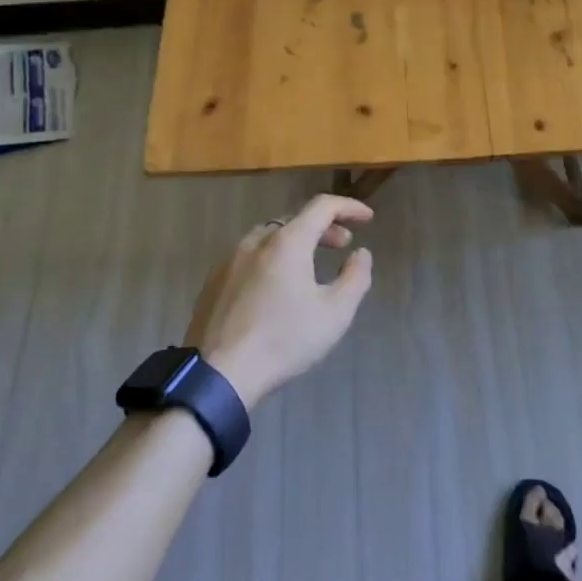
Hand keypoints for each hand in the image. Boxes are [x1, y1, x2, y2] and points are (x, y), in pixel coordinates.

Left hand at [183, 194, 375, 409]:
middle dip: (324, 227)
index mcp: (286, 242)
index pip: (322, 206)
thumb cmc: (284, 340)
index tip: (367, 218)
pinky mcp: (214, 281)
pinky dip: (272, 258)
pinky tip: (276, 285)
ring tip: (311, 264)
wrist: (219, 374)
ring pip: (269, 237)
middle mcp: (256, 241)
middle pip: (295, 220)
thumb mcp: (335, 313)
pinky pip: (250, 256)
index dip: (348, 207)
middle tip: (343, 244)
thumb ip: (355, 277)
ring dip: (296, 242)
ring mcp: (230, 260)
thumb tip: (361, 254)